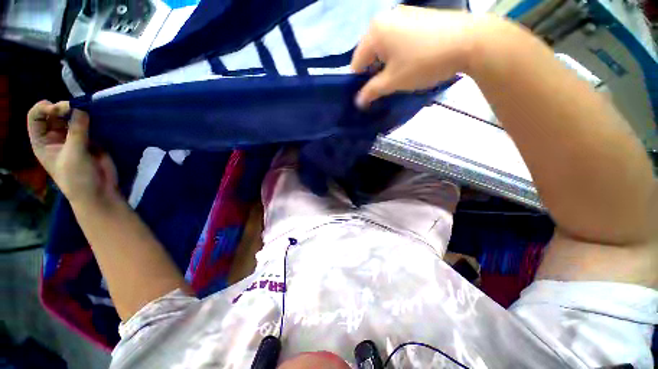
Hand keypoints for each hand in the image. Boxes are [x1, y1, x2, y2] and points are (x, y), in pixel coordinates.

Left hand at [27, 100, 118, 204]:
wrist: (99, 192)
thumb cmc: (78, 178)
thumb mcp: (74, 154)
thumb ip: (77, 131)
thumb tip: (82, 108)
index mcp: (42, 141)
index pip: (36, 116)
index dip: (45, 108)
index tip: (61, 109)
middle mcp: (54, 136)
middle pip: (54, 113)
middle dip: (63, 107)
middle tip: (77, 108)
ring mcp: (73, 137)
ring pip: (71, 116)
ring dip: (78, 111)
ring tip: (89, 111)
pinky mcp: (90, 139)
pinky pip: (88, 124)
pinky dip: (91, 118)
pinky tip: (96, 116)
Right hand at [351, 6, 485, 106]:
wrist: (469, 41)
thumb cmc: (423, 62)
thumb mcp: (393, 81)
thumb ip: (371, 91)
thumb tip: (358, 102)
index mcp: (374, 32)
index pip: (356, 63)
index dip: (359, 83)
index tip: (368, 95)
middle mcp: (384, 18)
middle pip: (370, 53)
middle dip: (374, 72)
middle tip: (385, 86)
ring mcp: (402, 14)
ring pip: (384, 46)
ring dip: (386, 64)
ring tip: (400, 74)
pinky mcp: (416, 16)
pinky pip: (397, 38)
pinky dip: (398, 53)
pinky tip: (410, 60)